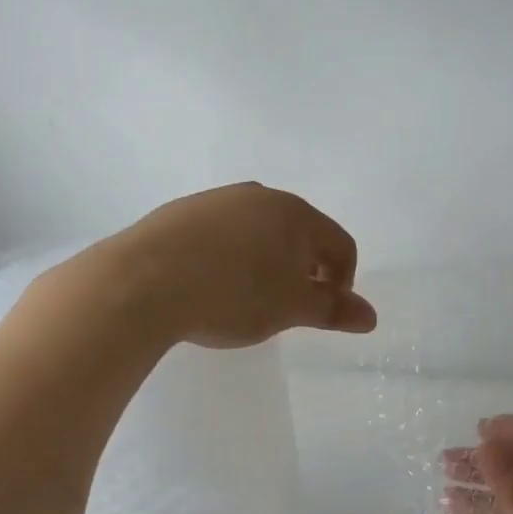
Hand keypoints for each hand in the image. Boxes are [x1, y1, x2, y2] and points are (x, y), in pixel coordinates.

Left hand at [107, 182, 376, 347]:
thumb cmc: (232, 294)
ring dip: (266, 263)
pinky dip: (230, 258)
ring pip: (259, 231)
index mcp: (295, 213)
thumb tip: (371, 316)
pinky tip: (210, 285)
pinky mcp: (180, 213)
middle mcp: (259, 196)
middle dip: (304, 270)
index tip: (324, 312)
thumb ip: (333, 310)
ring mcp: (216, 201)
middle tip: (288, 306)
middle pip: (301, 233)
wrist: (141, 283)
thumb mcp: (290, 309)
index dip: (343, 281)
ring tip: (247, 298)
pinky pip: (222, 235)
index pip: (340, 245)